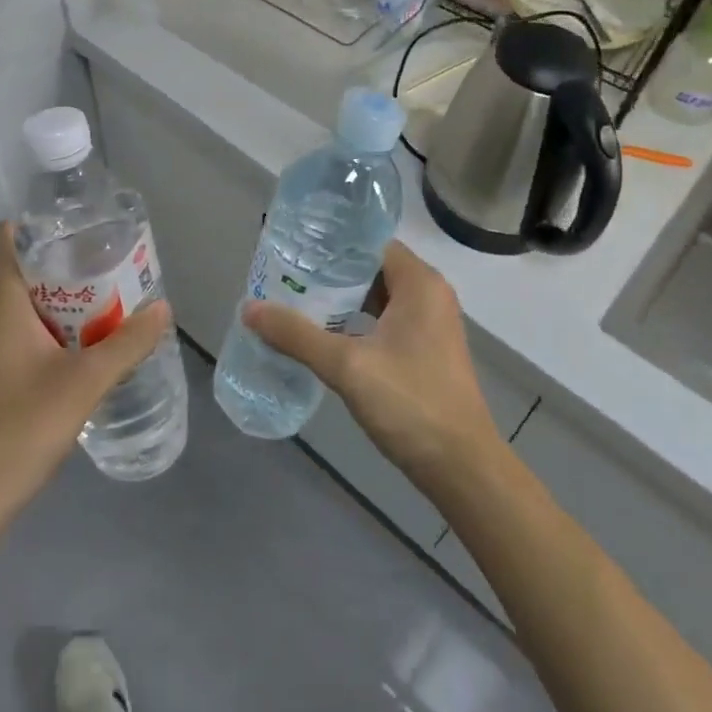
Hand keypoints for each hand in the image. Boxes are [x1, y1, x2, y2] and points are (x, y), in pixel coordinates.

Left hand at [0, 222, 171, 527]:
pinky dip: (28, 341)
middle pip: (16, 276)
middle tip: (105, 287)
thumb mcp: (86, 383)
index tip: (80, 239)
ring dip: (47, 313)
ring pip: (8, 313)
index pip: (6, 238)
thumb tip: (163, 308)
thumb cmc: (21, 427)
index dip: (40, 229)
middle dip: (60, 276)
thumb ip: (128, 343)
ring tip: (90, 327)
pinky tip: (57, 370)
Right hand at [242, 241, 504, 491]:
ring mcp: (431, 325)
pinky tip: (324, 334)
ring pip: (378, 297)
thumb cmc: (410, 403)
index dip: (333, 244)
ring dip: (341, 299)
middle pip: (372, 268)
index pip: (370, 243)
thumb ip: (297, 335)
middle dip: (330, 273)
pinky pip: (385, 321)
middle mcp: (430, 295)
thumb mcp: (347, 366)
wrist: (461, 467)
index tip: (295, 248)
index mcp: (420, 283)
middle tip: (286, 275)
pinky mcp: (426, 351)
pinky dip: (356, 322)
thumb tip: (249, 308)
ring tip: (296, 300)